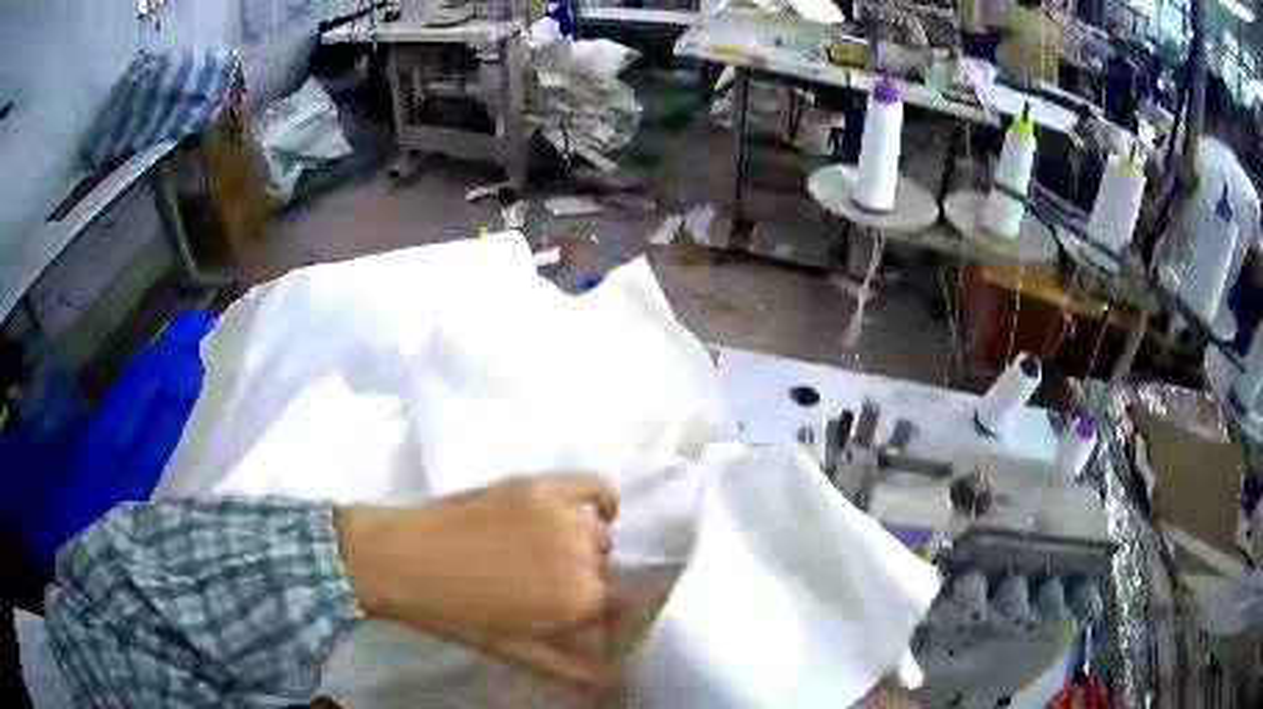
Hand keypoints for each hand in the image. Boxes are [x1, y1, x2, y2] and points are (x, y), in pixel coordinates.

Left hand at [334, 474, 619, 682]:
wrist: (402, 559)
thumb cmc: (455, 613)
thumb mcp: (514, 650)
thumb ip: (569, 667)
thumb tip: (611, 678)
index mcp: (577, 599)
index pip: (619, 605)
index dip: (602, 613)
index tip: (584, 617)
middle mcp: (580, 554)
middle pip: (604, 569)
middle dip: (586, 582)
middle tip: (552, 588)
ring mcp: (559, 514)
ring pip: (597, 533)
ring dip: (585, 547)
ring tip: (550, 556)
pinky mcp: (538, 485)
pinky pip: (592, 484)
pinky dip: (604, 496)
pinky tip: (601, 510)